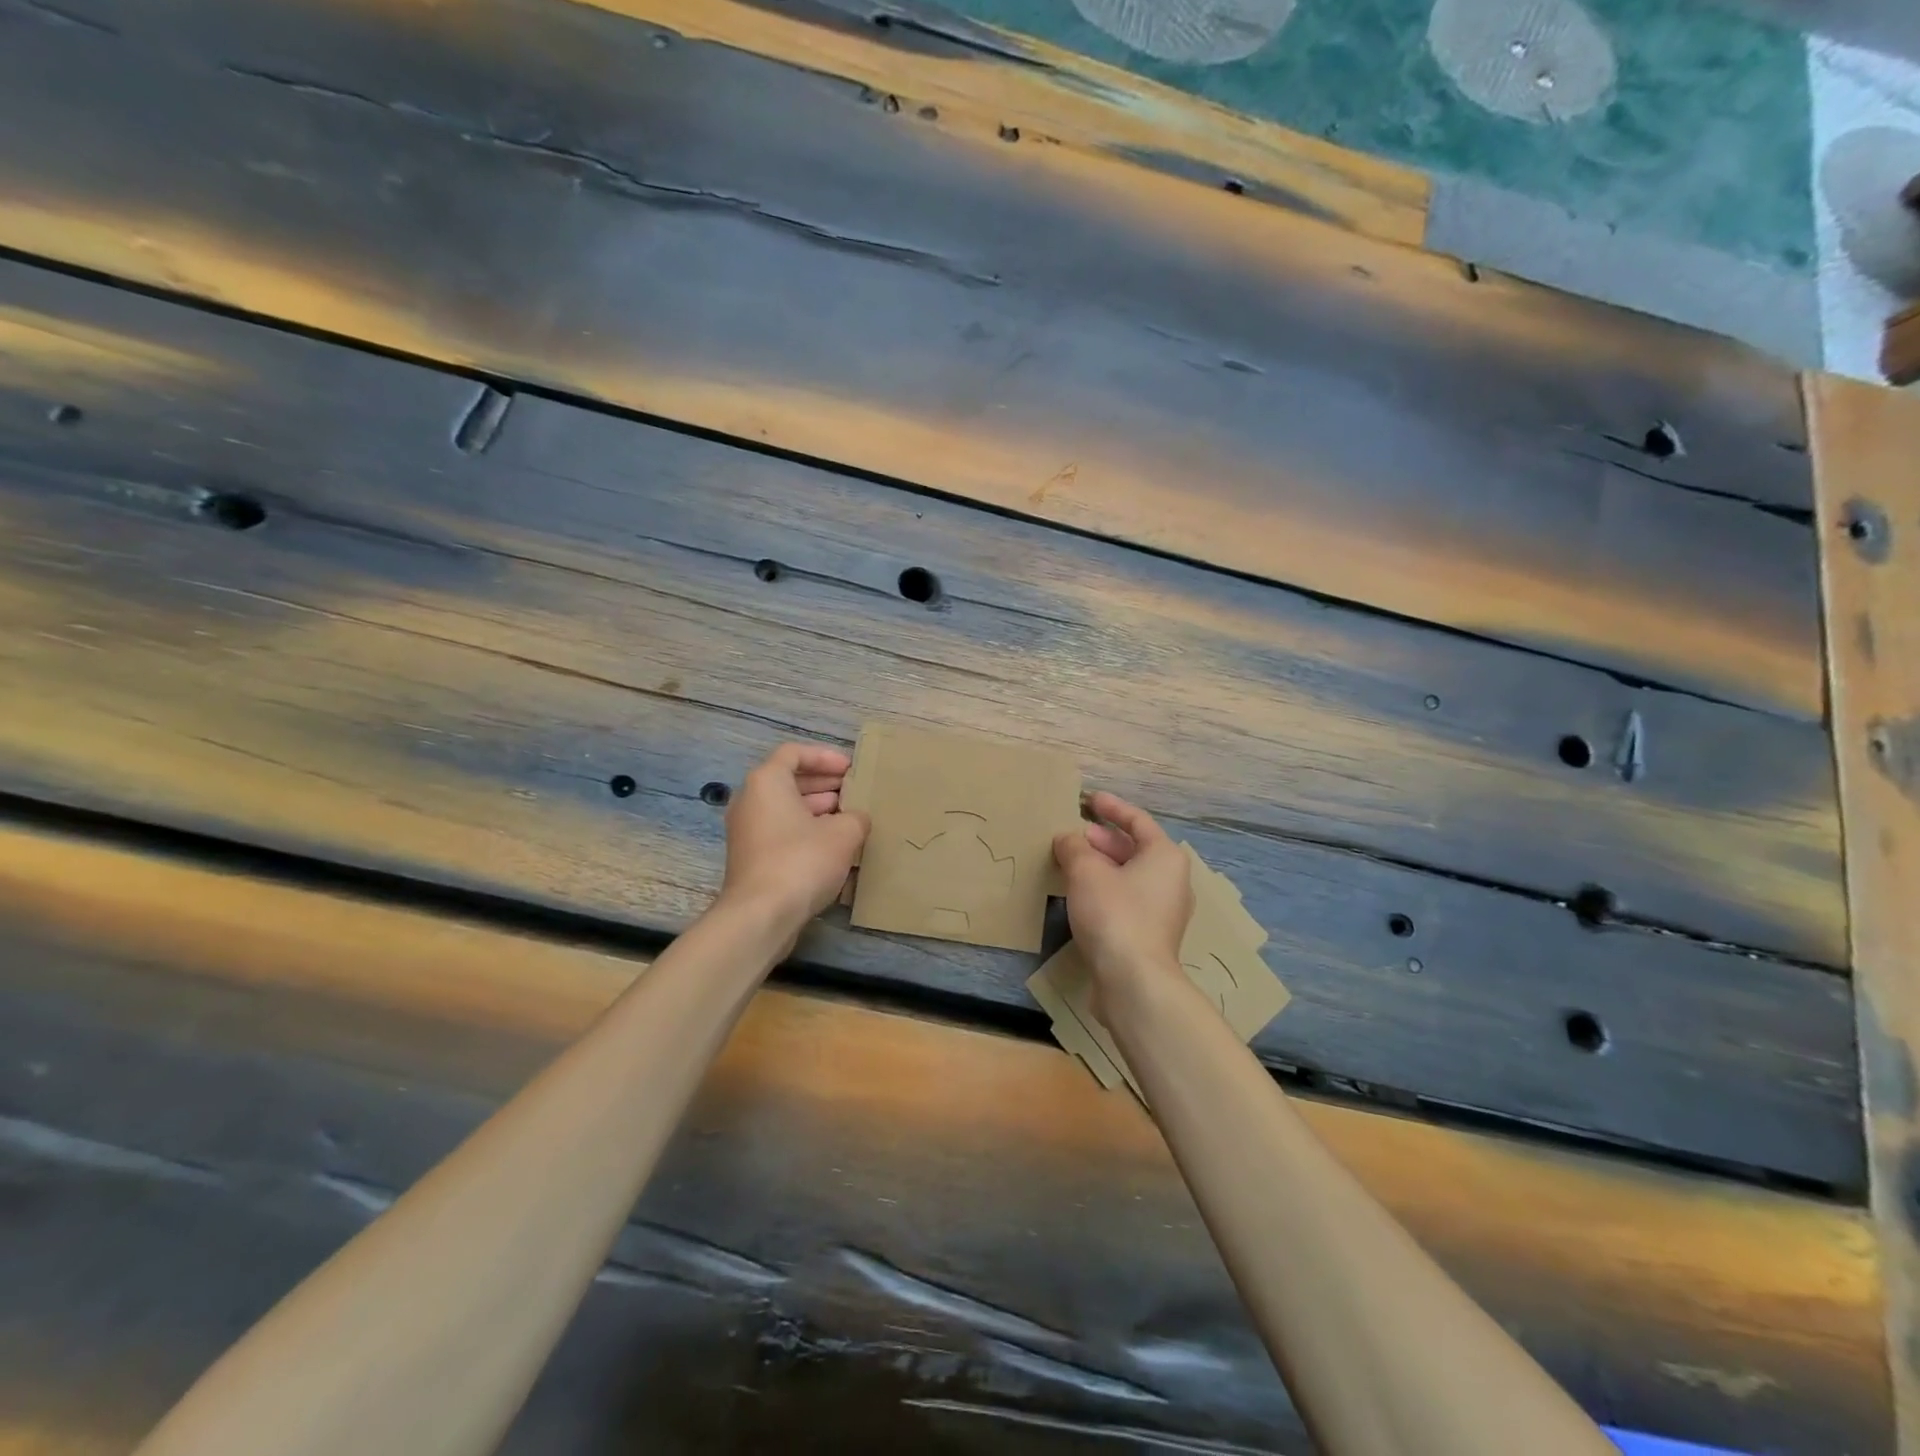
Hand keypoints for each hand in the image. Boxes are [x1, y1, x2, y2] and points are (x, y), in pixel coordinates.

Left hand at [720, 743, 869, 930]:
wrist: (761, 915)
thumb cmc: (802, 860)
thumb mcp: (844, 833)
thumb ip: (856, 817)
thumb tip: (857, 819)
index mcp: (767, 782)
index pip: (794, 753)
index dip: (825, 757)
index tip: (851, 769)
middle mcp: (750, 800)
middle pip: (789, 780)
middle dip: (824, 784)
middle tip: (854, 792)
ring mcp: (746, 831)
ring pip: (785, 808)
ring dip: (817, 809)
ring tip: (849, 818)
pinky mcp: (751, 858)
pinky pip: (780, 831)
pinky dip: (805, 830)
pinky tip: (833, 846)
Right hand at [1053, 791, 1192, 1017]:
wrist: (1133, 981)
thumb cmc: (1114, 914)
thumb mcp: (1086, 871)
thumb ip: (1073, 847)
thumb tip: (1066, 839)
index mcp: (1165, 856)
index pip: (1138, 821)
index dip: (1111, 807)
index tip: (1089, 799)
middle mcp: (1171, 880)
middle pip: (1135, 849)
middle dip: (1103, 839)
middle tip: (1074, 834)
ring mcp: (1163, 911)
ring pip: (1129, 876)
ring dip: (1101, 866)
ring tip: (1071, 861)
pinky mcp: (1150, 935)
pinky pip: (1126, 899)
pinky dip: (1104, 889)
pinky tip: (1079, 894)